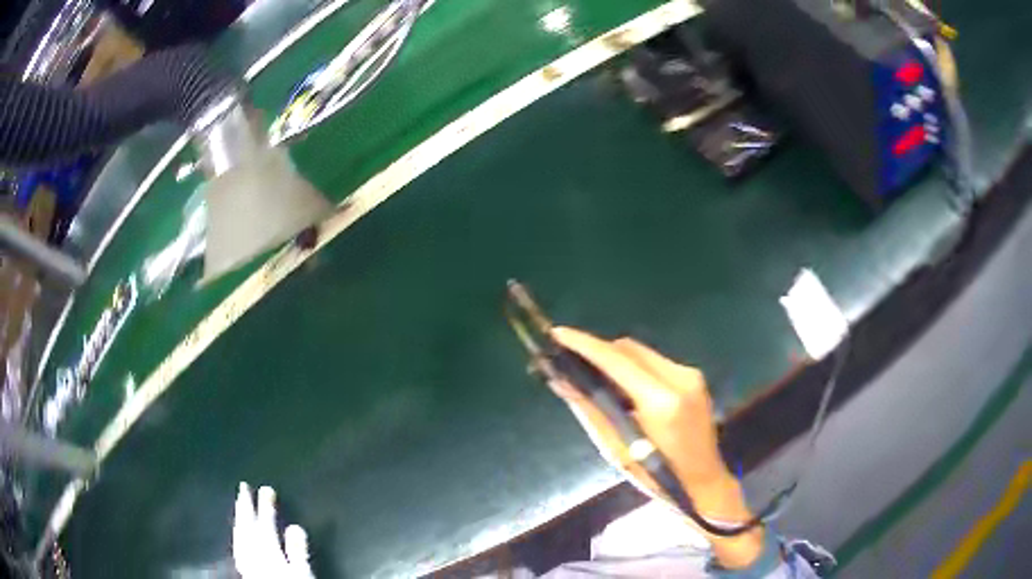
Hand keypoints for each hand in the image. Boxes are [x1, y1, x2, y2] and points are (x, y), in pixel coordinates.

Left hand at [233, 483, 313, 578]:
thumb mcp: (302, 573)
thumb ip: (297, 550)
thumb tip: (294, 526)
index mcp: (268, 551)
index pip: (265, 524)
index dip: (265, 505)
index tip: (265, 488)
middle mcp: (253, 553)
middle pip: (247, 526)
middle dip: (246, 505)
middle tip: (244, 486)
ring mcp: (246, 561)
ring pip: (239, 534)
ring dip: (239, 517)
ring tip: (239, 504)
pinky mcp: (245, 569)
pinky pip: (237, 546)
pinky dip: (237, 534)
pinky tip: (237, 532)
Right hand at [550, 327, 763, 567]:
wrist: (703, 483)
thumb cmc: (657, 476)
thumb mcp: (617, 449)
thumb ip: (590, 410)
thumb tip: (560, 381)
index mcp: (662, 401)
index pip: (616, 361)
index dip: (585, 345)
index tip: (558, 334)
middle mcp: (680, 378)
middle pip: (630, 349)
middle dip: (599, 350)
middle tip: (571, 360)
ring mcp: (691, 375)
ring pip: (642, 352)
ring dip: (616, 359)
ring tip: (593, 375)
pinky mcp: (694, 378)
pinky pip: (655, 362)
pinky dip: (633, 367)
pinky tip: (622, 386)